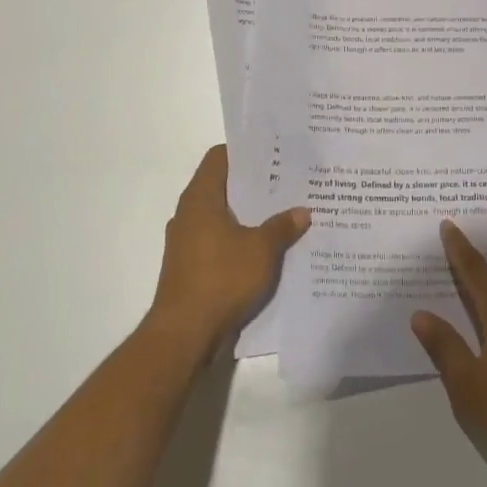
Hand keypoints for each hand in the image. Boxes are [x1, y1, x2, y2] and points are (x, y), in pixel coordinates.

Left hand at [148, 145, 310, 349]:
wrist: (184, 335)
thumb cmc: (221, 279)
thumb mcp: (262, 250)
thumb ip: (282, 226)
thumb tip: (302, 211)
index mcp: (200, 198)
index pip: (219, 157)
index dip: (245, 152)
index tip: (273, 153)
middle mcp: (188, 213)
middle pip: (222, 186)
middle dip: (253, 185)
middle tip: (287, 182)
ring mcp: (186, 242)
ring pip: (221, 216)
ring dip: (247, 215)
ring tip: (281, 213)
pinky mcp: (189, 266)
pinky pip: (218, 241)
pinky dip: (238, 239)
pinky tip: (264, 248)